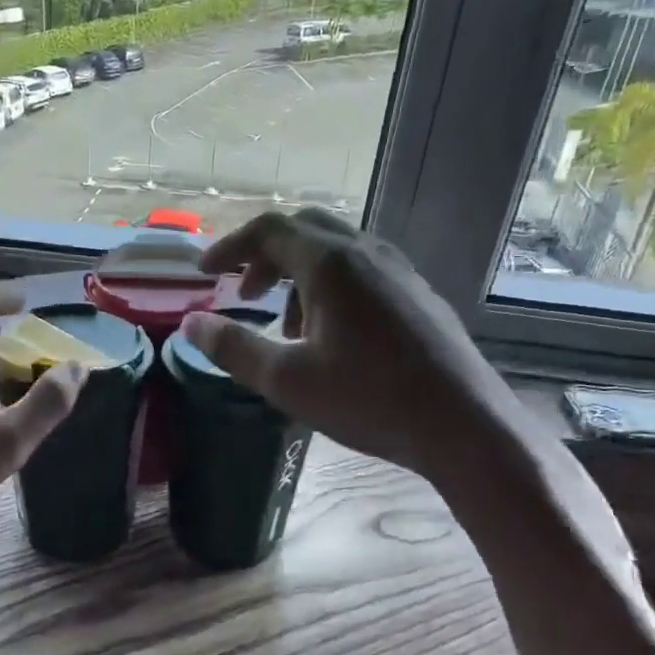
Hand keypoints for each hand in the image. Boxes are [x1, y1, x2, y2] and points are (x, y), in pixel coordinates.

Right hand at [182, 209, 526, 488]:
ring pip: (334, 250)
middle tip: (243, 293)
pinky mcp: (416, 293)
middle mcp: (366, 252)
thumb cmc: (367, 399)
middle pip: (303, 229)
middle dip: (264, 256)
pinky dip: (329, 285)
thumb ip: (233, 347)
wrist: (463, 424)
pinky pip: (361, 270)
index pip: (268, 230)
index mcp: (330, 263)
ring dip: (297, 274)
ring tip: (284, 325)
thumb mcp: (286, 379)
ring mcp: (398, 270)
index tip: (204, 273)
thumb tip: (192, 323)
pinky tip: (330, 334)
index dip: (230, 247)